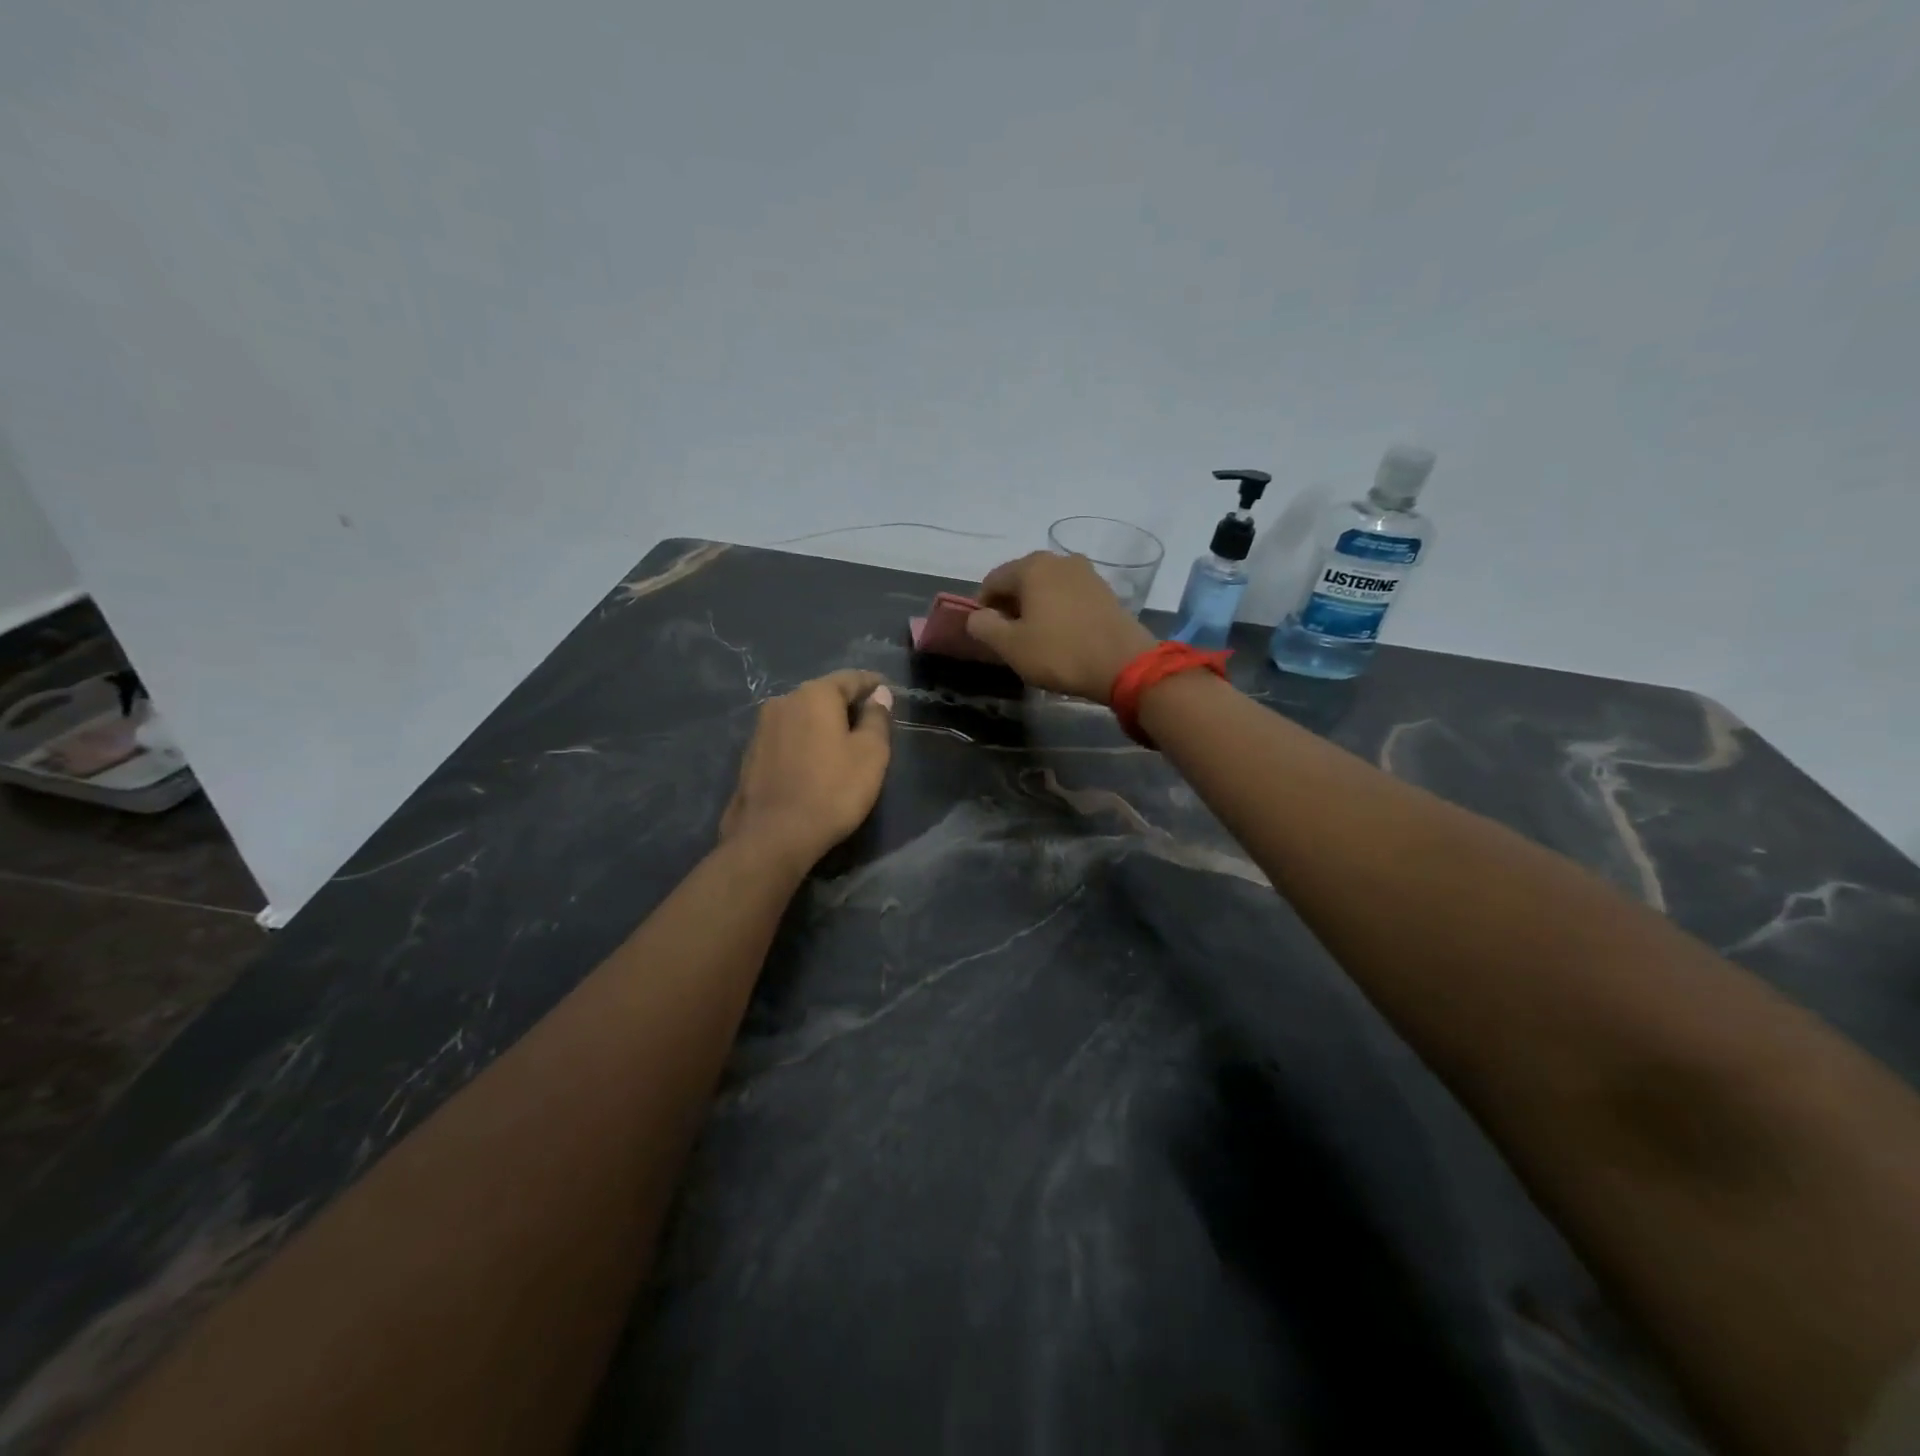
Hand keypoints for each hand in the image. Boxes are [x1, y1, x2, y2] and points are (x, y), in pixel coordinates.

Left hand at [719, 671, 892, 869]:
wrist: (772, 836)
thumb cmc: (832, 791)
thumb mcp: (871, 754)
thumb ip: (877, 718)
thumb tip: (879, 694)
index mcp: (815, 695)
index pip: (851, 678)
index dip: (873, 684)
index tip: (888, 692)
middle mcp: (783, 701)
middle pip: (823, 694)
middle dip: (847, 704)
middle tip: (870, 720)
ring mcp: (762, 727)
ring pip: (803, 715)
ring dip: (823, 724)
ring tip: (843, 742)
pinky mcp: (751, 753)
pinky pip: (788, 736)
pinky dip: (805, 741)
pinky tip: (815, 761)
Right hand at [965, 552, 1155, 704]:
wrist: (1125, 664)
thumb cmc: (1060, 653)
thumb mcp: (1011, 646)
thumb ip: (984, 627)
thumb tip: (977, 616)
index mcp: (1032, 566)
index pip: (992, 580)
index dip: (982, 607)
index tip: (985, 634)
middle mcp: (1059, 560)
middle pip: (1021, 581)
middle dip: (1009, 606)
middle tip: (1009, 638)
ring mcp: (1086, 573)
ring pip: (1046, 588)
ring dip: (1034, 608)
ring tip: (1035, 639)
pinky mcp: (1105, 591)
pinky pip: (1069, 596)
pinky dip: (1057, 611)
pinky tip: (1060, 636)